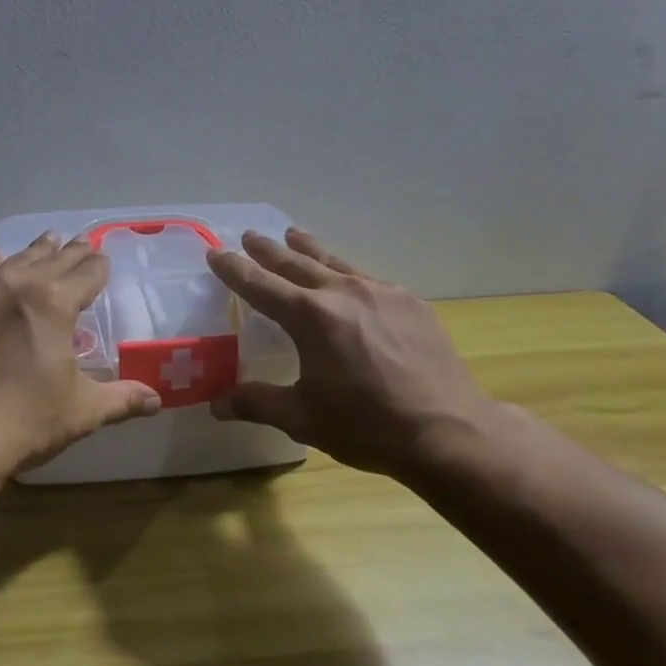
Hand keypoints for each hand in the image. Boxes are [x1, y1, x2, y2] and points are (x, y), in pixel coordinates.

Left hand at [0, 232, 161, 474]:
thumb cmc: (25, 420)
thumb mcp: (82, 410)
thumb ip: (121, 399)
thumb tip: (156, 401)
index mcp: (55, 303)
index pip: (87, 273)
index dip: (99, 266)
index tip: (104, 260)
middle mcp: (17, 286)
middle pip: (51, 259)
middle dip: (71, 252)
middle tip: (82, 242)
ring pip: (14, 261)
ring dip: (34, 251)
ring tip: (46, 240)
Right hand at [206, 228, 505, 477]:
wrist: (449, 430)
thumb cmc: (367, 425)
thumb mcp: (303, 418)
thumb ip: (257, 403)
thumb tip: (217, 405)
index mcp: (311, 317)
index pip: (261, 285)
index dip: (235, 269)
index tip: (216, 251)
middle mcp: (344, 293)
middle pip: (297, 263)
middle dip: (270, 250)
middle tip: (251, 236)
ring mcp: (382, 293)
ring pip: (336, 262)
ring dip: (310, 249)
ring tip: (295, 234)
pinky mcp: (411, 304)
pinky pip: (369, 279)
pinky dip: (347, 274)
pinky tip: (350, 281)